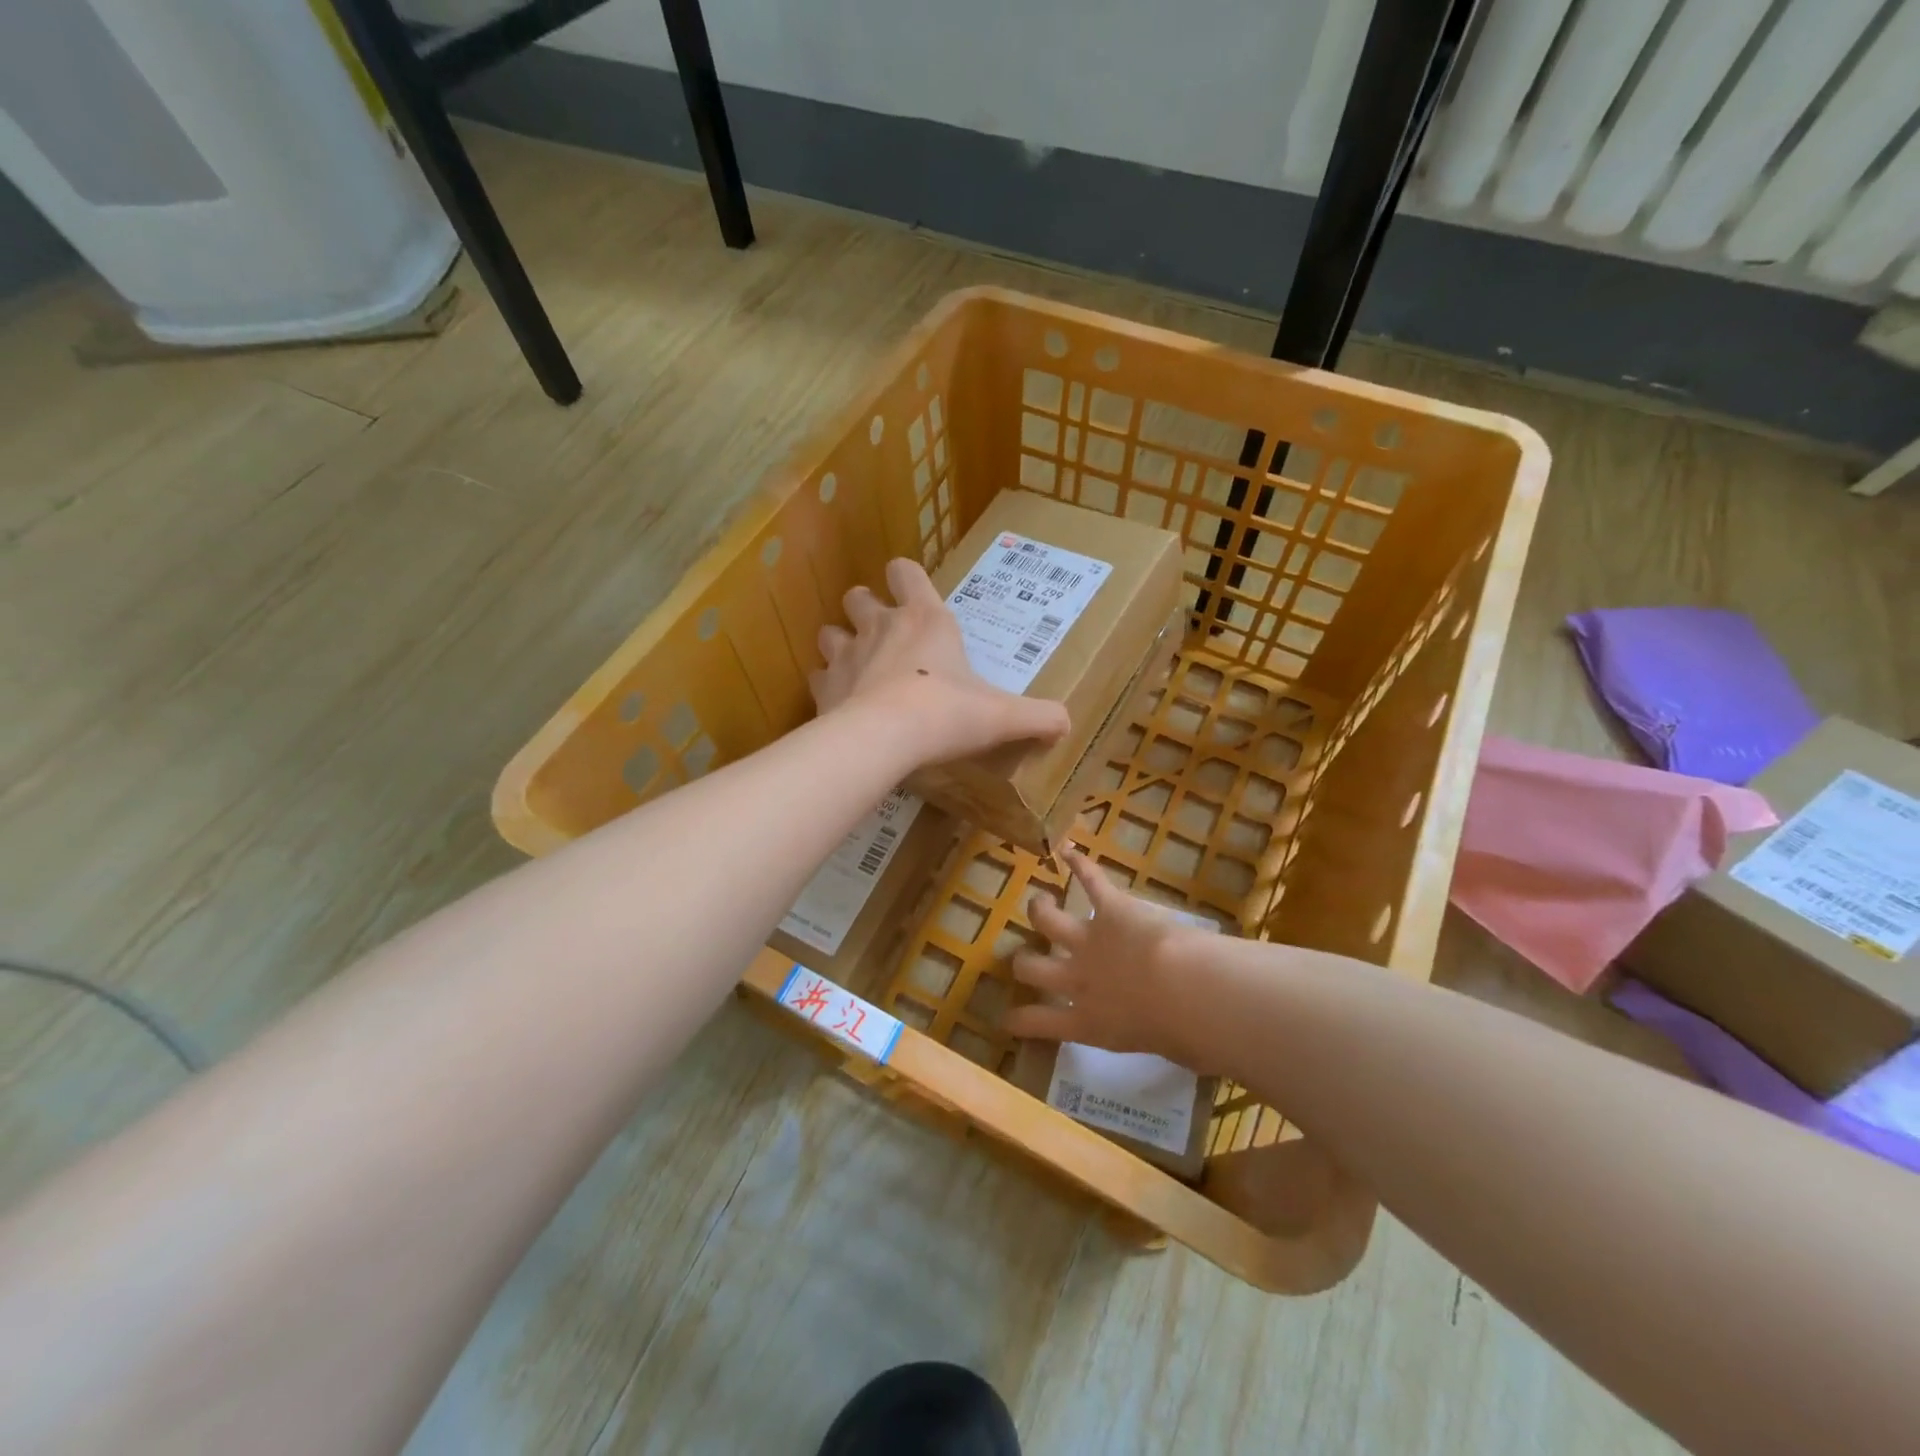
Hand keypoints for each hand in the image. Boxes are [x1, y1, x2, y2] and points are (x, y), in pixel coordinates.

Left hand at [811, 558, 1070, 765]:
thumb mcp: (1003, 716)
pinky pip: (818, 678)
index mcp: (926, 620)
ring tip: (858, 668)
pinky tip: (841, 705)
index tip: (911, 591)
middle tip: (883, 634)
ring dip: (841, 644)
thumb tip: (1066, 723)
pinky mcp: (822, 688)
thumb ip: (1038, 716)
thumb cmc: (948, 713)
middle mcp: (880, 627)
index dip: (906, 577)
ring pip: (829, 632)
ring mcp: (845, 655)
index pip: (906, 572)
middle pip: (859, 597)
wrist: (885, 739)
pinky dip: (827, 687)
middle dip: (867, 608)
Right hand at [1004, 847, 1205, 1064]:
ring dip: (1041, 910)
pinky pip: (1091, 882)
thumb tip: (1189, 1046)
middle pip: (1032, 968)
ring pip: (1048, 921)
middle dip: (1023, 963)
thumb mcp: (1171, 1050)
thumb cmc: (1182, 1031)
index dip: (1018, 1019)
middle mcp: (1079, 981)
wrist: (1182, 989)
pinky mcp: (1110, 909)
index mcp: (1089, 1023)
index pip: (1040, 1023)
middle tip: (1024, 958)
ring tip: (1039, 903)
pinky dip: (1080, 865)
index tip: (1006, 1018)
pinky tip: (1069, 851)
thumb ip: (1165, 1042)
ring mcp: (1089, 941)